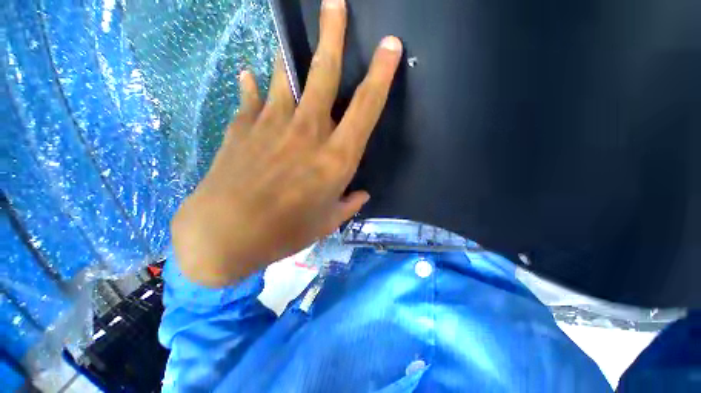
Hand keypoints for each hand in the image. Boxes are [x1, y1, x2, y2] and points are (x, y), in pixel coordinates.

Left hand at [171, 0, 402, 286]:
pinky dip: (253, 86)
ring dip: (291, 53)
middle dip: (333, 35)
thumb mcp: (326, 223)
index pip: (366, 108)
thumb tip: (361, 194)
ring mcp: (271, 126)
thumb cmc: (284, 233)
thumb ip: (348, 204)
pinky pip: (252, 98)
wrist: (225, 235)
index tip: (391, 47)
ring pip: (286, 77)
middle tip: (336, 4)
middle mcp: (308, 134)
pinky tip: (251, 76)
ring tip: (292, 36)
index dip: (381, 75)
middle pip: (324, 74)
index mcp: (335, 159)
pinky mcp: (242, 129)